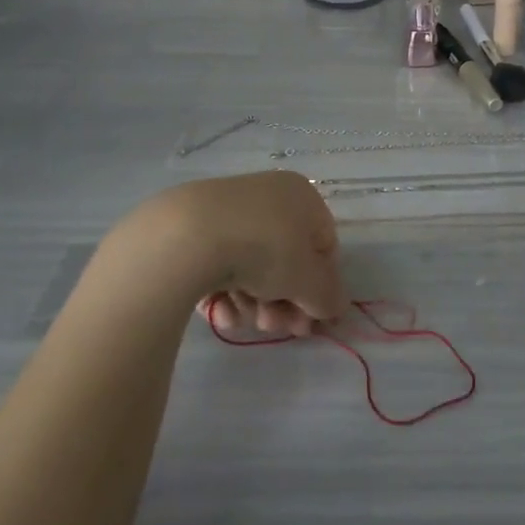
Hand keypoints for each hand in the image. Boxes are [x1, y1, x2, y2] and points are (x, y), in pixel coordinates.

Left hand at [136, 171, 347, 337]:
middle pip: (285, 260)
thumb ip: (328, 297)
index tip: (308, 322)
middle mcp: (268, 197)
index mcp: (302, 196)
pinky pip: (219, 264)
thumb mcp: (308, 280)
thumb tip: (336, 307)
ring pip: (252, 266)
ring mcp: (228, 211)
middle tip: (274, 327)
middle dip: (283, 301)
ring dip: (254, 302)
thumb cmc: (265, 249)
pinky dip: (224, 291)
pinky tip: (219, 311)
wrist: (188, 236)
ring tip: (243, 321)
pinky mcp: (193, 228)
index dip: (320, 288)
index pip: (323, 246)